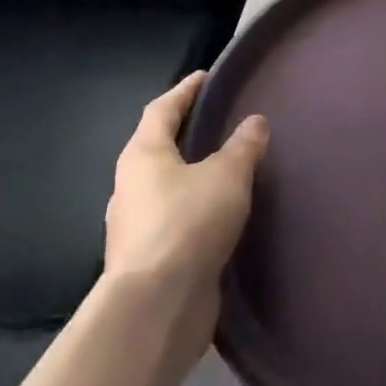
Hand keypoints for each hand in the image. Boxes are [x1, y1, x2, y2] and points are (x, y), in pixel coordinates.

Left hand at [105, 71, 267, 316]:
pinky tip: (220, 214)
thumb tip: (254, 122)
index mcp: (143, 156)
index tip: (206, 77)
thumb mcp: (227, 175)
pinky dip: (195, 208)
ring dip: (190, 174)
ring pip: (165, 186)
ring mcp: (135, 226)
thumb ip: (243, 146)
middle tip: (220, 121)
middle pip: (157, 148)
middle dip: (185, 133)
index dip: (184, 91)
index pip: (162, 110)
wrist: (156, 308)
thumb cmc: (188, 224)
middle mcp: (130, 187)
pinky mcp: (149, 259)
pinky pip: (174, 219)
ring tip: (227, 168)